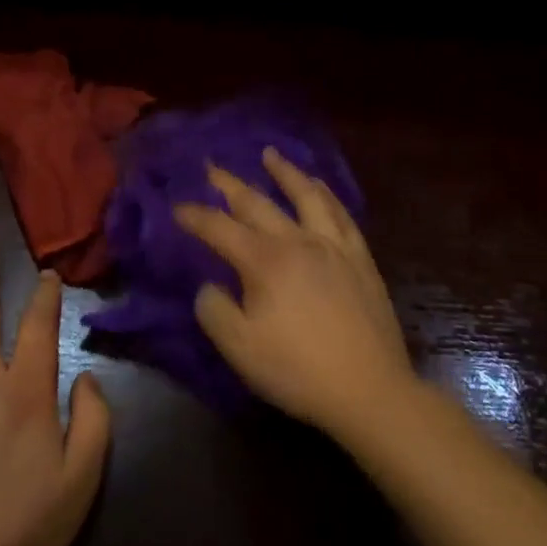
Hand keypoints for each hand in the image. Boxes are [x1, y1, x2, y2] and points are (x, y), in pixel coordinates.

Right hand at [176, 147, 413, 436]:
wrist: (370, 391)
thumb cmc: (298, 370)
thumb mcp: (239, 347)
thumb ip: (214, 310)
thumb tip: (210, 286)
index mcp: (265, 261)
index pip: (220, 229)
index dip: (194, 216)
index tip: (176, 207)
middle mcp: (298, 242)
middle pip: (257, 204)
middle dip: (229, 184)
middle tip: (211, 167)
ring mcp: (333, 247)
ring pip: (306, 197)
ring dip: (285, 173)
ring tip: (271, 155)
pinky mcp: (360, 260)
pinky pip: (341, 215)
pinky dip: (326, 195)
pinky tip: (320, 188)